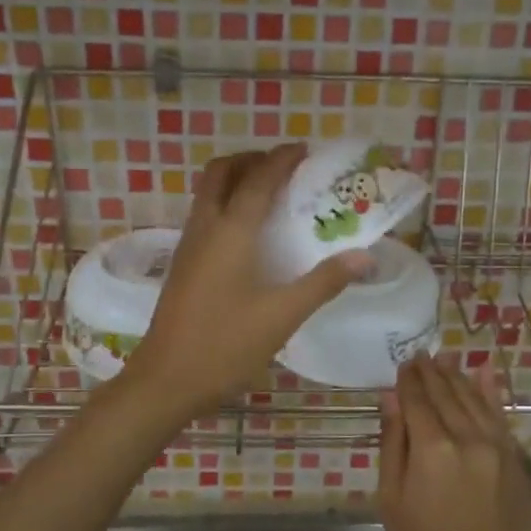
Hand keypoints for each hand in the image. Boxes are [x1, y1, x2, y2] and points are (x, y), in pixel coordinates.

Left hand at [126, 146, 369, 420]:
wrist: (166, 380)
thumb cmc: (225, 345)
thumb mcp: (282, 316)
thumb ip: (324, 282)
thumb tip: (365, 257)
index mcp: (231, 231)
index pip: (258, 178)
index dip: (282, 159)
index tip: (306, 150)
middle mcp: (205, 227)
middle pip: (221, 172)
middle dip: (252, 160)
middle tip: (285, 169)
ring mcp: (188, 245)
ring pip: (208, 192)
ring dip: (236, 180)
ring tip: (272, 195)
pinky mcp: (183, 264)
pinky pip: (205, 215)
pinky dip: (227, 204)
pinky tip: (249, 234)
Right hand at [378, 355, 530, 530]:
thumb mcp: (392, 500)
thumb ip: (393, 443)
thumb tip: (391, 398)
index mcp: (432, 449)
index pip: (417, 399)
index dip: (408, 380)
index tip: (402, 364)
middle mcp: (467, 437)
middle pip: (446, 394)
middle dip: (431, 372)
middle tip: (420, 355)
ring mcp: (497, 446)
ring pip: (474, 398)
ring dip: (457, 376)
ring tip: (444, 359)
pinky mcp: (515, 458)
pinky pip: (500, 415)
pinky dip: (490, 392)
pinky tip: (484, 373)